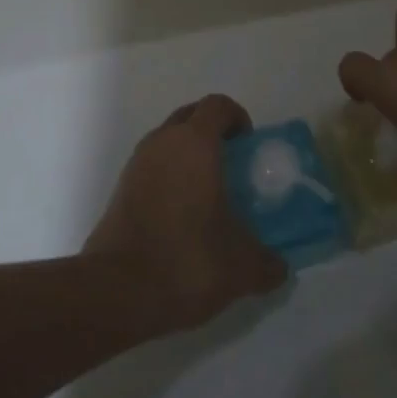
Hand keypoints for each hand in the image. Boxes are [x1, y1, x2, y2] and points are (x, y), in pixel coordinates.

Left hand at [84, 94, 287, 333]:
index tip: (249, 146)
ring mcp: (136, 165)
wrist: (117, 291)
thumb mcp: (241, 267)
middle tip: (232, 165)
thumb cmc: (187, 260)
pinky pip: (151, 168)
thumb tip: (279, 268)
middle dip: (212, 131)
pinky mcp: (120, 190)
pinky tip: (182, 215)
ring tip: (209, 193)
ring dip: (188, 155)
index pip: (217, 106)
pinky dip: (169, 178)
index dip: (237, 118)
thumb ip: (267, 262)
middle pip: (190, 116)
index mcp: (195, 144)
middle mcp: (162, 143)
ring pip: (167, 141)